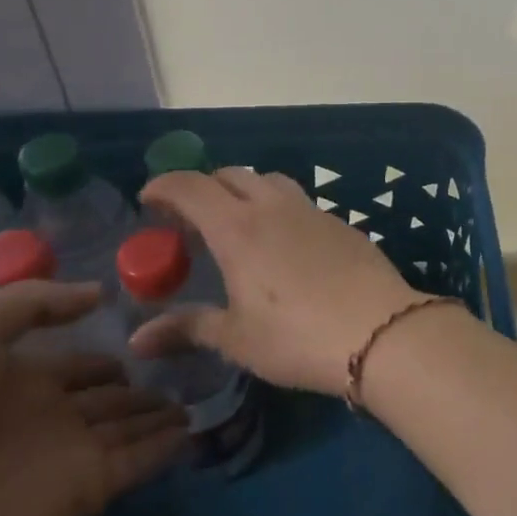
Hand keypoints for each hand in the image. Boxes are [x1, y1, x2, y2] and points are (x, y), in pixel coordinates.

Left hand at [0, 281, 187, 515]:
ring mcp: (68, 455)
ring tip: (202, 395)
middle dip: (143, 384)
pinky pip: (138, 461)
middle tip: (191, 366)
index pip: (79, 362)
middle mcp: (47, 415)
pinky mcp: (86, 490)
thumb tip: (99, 293)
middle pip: (109, 396)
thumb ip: (31, 301)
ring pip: (130, 426)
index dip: (110, 350)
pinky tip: (194, 428)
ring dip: (161, 413)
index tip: (152, 335)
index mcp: (16, 378)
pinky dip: (166, 446)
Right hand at [129, 169, 424, 393]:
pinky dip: (279, 208)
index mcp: (238, 228)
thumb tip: (137, 340)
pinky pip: (301, 202)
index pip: (191, 187)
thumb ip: (188, 328)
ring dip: (246, 190)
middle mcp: (274, 207)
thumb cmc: (296, 337)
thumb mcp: (237, 338)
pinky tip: (285, 243)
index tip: (149, 199)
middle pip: (232, 175)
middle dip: (204, 186)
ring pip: (271, 181)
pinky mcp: (342, 223)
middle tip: (191, 217)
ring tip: (238, 223)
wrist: (379, 331)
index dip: (165, 186)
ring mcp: (313, 211)